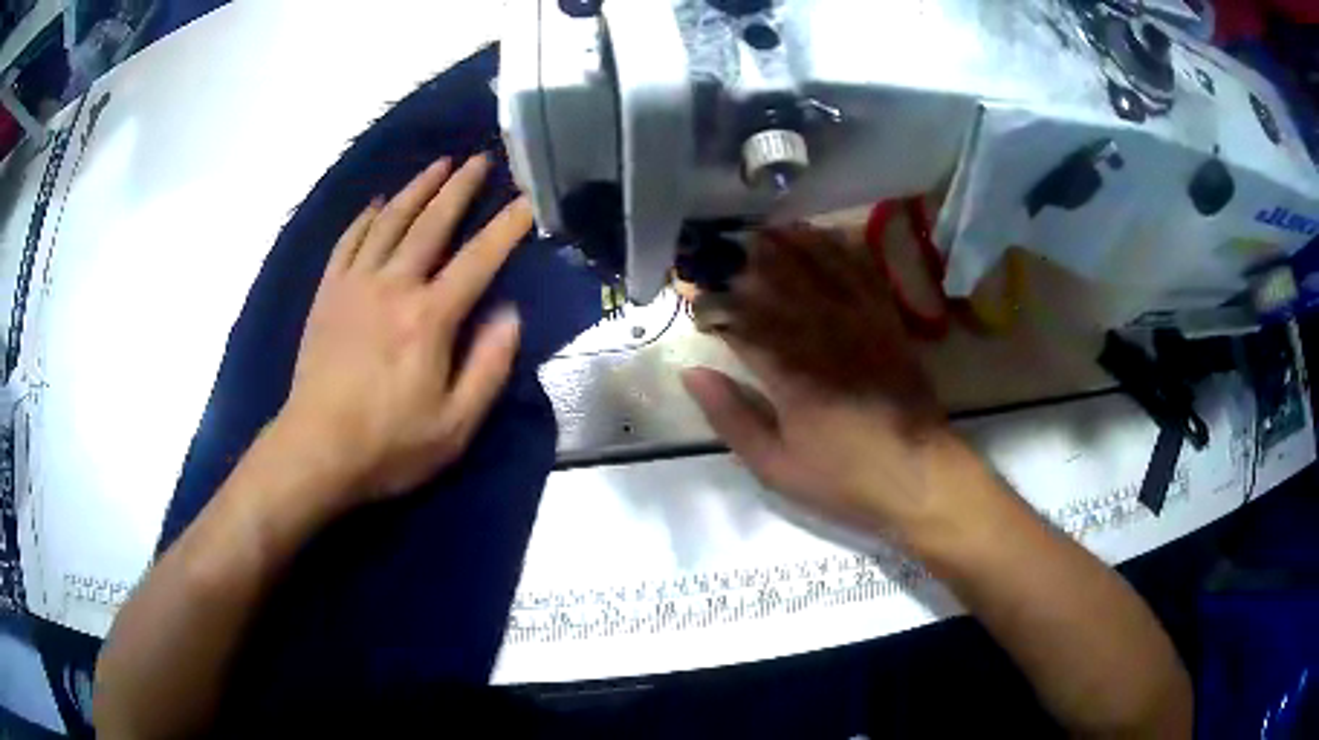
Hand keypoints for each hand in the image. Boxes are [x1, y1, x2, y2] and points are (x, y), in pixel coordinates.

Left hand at [274, 153, 530, 503]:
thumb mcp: (455, 425)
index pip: (479, 259)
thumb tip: (509, 314)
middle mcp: (393, 286)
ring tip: (438, 164)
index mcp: (430, 317)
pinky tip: (377, 204)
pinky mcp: (328, 295)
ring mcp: (355, 285)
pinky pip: (348, 242)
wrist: (315, 450)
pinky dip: (365, 219)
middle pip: (431, 224)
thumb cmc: (389, 444)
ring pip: (389, 222)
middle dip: (459, 188)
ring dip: (416, 189)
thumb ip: (488, 367)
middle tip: (480, 159)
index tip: (529, 199)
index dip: (507, 227)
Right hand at [683, 226, 985, 543]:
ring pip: (816, 268)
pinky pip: (860, 272)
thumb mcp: (776, 466)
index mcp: (789, 372)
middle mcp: (823, 334)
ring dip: (785, 245)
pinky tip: (820, 235)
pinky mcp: (887, 321)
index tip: (691, 294)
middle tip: (717, 250)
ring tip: (758, 231)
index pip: (740, 322)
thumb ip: (731, 417)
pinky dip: (837, 249)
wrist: (919, 475)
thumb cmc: (844, 478)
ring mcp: (860, 322)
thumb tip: (692, 374)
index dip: (712, 304)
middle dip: (742, 263)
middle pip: (776, 284)